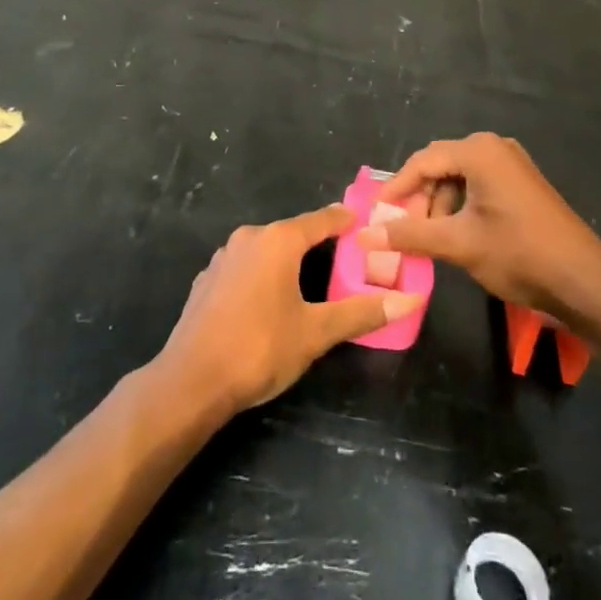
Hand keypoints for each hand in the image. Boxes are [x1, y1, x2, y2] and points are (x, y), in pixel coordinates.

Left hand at [157, 206, 424, 415]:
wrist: (191, 380)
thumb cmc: (259, 348)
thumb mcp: (316, 333)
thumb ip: (360, 313)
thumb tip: (410, 301)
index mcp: (278, 240)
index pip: (322, 219)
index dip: (346, 221)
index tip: (367, 224)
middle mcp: (249, 237)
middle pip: (293, 233)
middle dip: (320, 244)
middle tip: (348, 262)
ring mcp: (223, 257)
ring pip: (267, 250)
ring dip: (289, 261)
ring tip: (313, 282)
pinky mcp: (207, 280)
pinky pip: (246, 267)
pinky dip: (264, 276)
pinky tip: (271, 302)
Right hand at [358, 133, 600, 319]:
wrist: (583, 280)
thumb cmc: (518, 253)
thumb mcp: (458, 244)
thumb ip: (409, 235)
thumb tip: (363, 234)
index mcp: (479, 152)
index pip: (422, 162)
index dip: (396, 189)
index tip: (375, 214)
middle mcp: (494, 148)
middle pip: (439, 165)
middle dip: (418, 198)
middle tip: (402, 229)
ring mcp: (512, 164)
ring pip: (458, 177)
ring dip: (439, 205)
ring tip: (429, 238)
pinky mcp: (522, 183)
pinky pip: (478, 185)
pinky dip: (460, 206)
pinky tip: (456, 234)